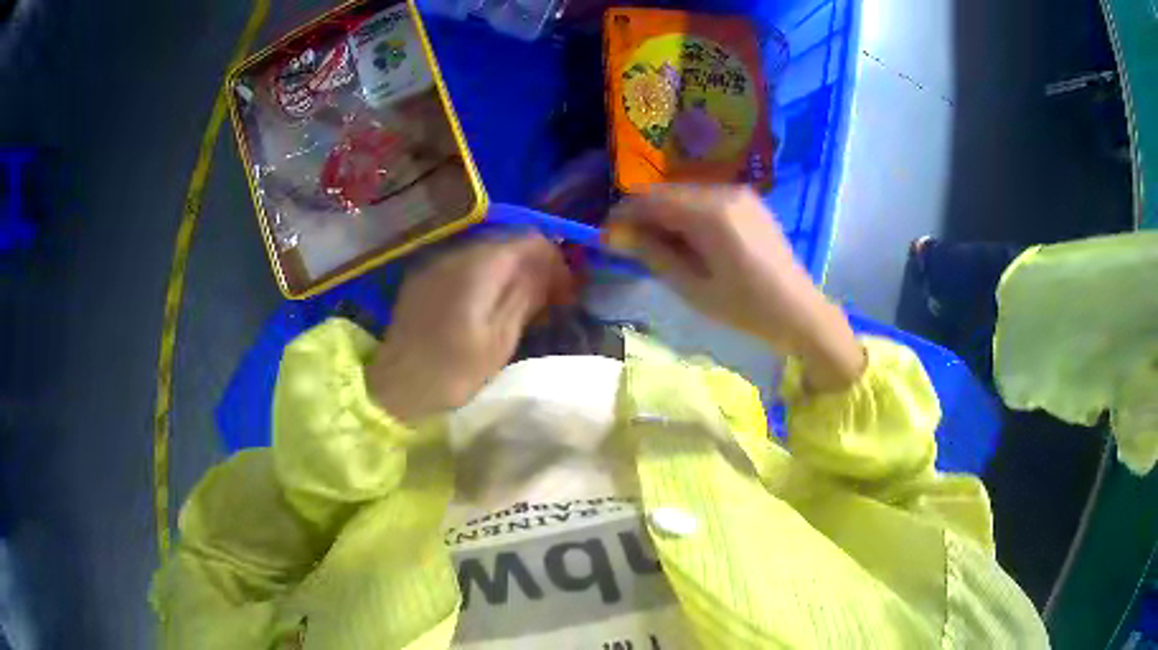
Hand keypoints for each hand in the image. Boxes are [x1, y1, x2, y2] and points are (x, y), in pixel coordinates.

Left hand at [367, 234, 573, 420]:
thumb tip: (551, 268)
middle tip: (550, 300)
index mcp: (478, 266)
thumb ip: (526, 295)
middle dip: (534, 265)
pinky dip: (486, 278)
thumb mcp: (500, 339)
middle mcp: (455, 254)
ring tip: (522, 305)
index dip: (554, 260)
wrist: (395, 389)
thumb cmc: (452, 372)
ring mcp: (435, 264)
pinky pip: (464, 265)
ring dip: (510, 272)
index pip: (529, 240)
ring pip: (486, 253)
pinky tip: (489, 306)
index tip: (566, 292)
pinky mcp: (423, 279)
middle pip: (507, 242)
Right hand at [605, 185, 863, 391]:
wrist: (800, 311)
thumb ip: (653, 254)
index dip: (622, 217)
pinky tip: (689, 243)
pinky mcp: (748, 201)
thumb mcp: (693, 287)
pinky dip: (687, 215)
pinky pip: (705, 199)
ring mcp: (739, 193)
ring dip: (664, 216)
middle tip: (630, 248)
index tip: (606, 239)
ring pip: (684, 194)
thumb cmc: (746, 308)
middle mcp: (723, 192)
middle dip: (642, 216)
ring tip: (660, 250)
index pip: (649, 201)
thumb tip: (613, 234)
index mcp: (710, 214)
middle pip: (665, 193)